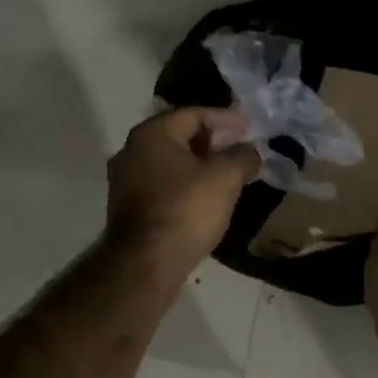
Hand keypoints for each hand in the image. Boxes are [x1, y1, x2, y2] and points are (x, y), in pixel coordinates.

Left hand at [105, 107, 259, 272]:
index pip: (195, 114)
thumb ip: (242, 157)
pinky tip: (207, 195)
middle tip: (241, 148)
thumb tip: (252, 150)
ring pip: (171, 161)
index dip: (226, 118)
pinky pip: (163, 183)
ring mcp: (125, 179)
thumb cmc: (185, 210)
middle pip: (180, 135)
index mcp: (153, 133)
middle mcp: (132, 149)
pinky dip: (186, 182)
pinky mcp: (127, 206)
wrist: (145, 264)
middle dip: (213, 140)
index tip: (250, 126)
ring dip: (200, 163)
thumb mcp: (224, 178)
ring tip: (229, 172)